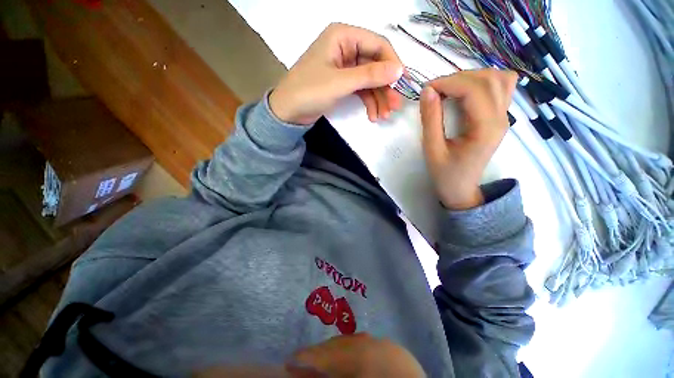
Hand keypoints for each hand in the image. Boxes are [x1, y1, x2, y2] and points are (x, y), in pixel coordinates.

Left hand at [269, 23, 403, 124]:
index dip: (392, 65)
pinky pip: (361, 90)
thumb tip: (400, 70)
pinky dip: (368, 102)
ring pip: (370, 80)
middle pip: (375, 65)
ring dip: (378, 98)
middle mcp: (346, 47)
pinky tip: (373, 115)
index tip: (402, 84)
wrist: (288, 112)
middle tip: (395, 107)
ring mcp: (345, 67)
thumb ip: (370, 75)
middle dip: (385, 88)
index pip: (378, 45)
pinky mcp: (343, 82)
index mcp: (343, 36)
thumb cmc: (309, 91)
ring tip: (384, 116)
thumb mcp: (340, 82)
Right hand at [420, 69, 517, 209]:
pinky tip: (466, 92)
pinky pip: (501, 87)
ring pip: (499, 79)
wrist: (461, 189)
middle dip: (458, 78)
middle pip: (488, 79)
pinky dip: (483, 82)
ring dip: (472, 77)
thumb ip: (430, 120)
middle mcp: (501, 118)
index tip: (426, 89)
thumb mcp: (432, 149)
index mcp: (485, 129)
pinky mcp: (499, 117)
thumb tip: (428, 91)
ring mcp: (503, 117)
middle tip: (435, 91)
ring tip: (449, 89)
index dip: (449, 82)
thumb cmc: (445, 173)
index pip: (474, 90)